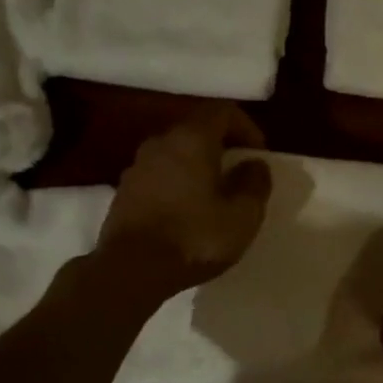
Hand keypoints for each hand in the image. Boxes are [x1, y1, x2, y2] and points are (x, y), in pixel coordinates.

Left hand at [95, 104, 272, 300]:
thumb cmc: (194, 238)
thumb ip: (255, 184)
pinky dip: (177, 186)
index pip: (222, 111)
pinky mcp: (123, 193)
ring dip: (197, 169)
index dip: (247, 127)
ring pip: (175, 156)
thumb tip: (255, 165)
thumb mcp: (242, 216)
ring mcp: (137, 167)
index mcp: (191, 139)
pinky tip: (186, 215)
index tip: (259, 155)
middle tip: (239, 176)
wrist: (130, 271)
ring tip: (214, 198)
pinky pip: (159, 178)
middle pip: (196, 131)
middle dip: (222, 148)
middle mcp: (160, 143)